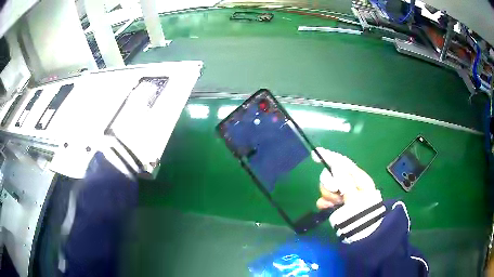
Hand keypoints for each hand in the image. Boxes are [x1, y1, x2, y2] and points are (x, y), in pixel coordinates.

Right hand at [311, 147, 376, 208]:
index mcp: (358, 178)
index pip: (343, 163)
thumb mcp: (356, 198)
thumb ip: (346, 183)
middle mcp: (349, 183)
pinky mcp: (336, 203)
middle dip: (330, 184)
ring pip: (327, 187)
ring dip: (328, 195)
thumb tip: (337, 168)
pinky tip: (326, 207)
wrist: (363, 231)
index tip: (317, 153)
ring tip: (335, 204)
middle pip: (332, 175)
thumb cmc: (363, 213)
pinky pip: (325, 198)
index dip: (331, 157)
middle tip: (336, 194)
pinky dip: (324, 202)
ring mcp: (342, 193)